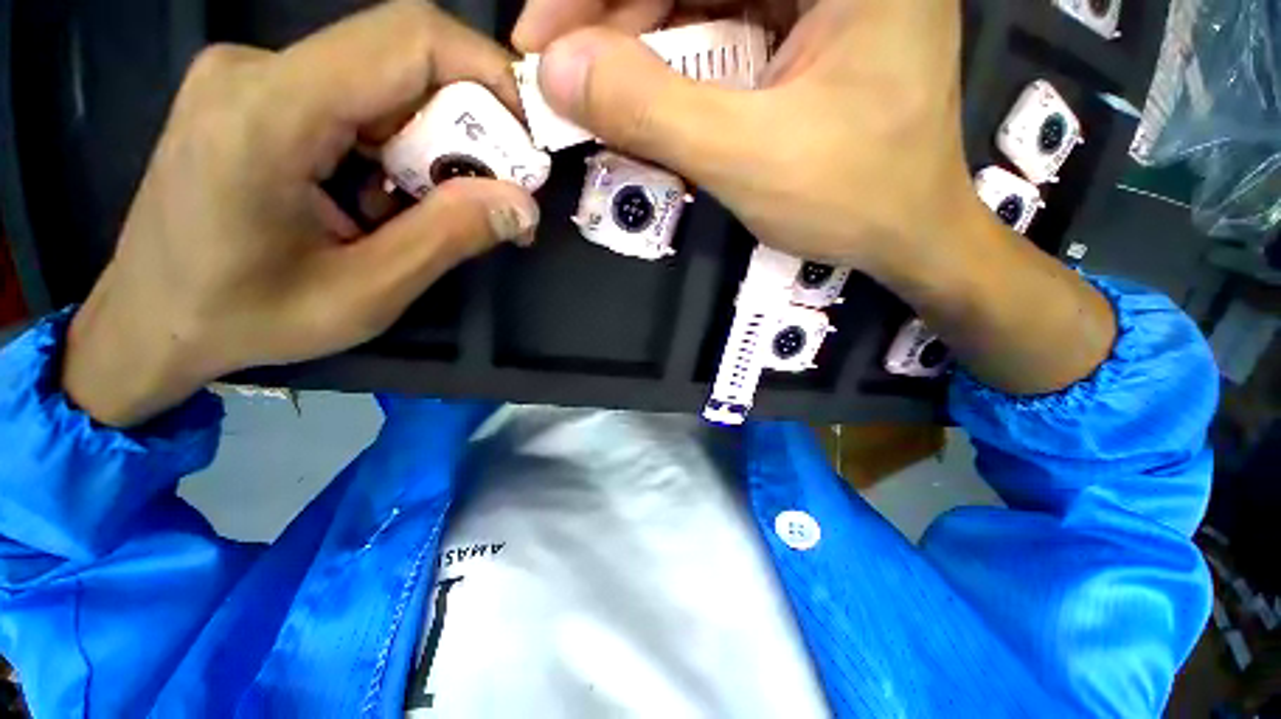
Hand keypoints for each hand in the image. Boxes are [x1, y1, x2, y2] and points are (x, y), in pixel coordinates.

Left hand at [62, 1, 540, 427]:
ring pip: (385, 85)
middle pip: (401, 61)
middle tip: (499, 193)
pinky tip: (392, 200)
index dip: (489, 74)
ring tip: (439, 211)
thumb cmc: (244, 319)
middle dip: (470, 125)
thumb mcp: (364, 294)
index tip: (531, 138)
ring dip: (435, 145)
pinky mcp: (259, 95)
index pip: (408, 40)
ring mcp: (253, 77)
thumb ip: (448, 238)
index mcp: (269, 113)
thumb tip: (523, 205)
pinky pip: (358, 102)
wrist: (150, 321)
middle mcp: (257, 70)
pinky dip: (399, 148)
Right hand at [533, 0, 980, 277]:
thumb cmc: (851, 200)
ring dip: (639, 37)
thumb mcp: (748, 159)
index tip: (540, 38)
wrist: (907, 233)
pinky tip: (644, 89)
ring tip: (593, 85)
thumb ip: (655, 112)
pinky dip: (674, 54)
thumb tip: (559, 74)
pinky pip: (724, 20)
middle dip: (615, 13)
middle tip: (559, 69)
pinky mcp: (810, 23)